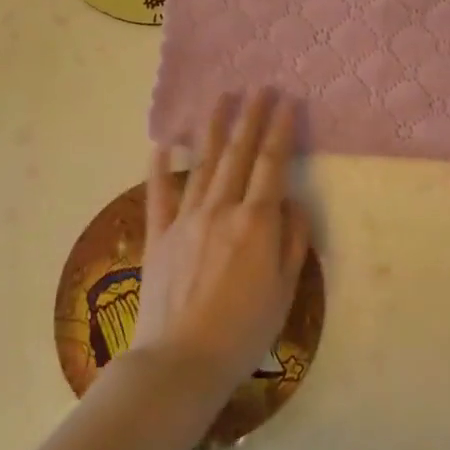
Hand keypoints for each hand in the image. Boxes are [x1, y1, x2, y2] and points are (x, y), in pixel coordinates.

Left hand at [132, 89, 311, 396]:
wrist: (181, 361)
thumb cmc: (243, 331)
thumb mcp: (284, 289)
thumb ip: (291, 240)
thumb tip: (291, 203)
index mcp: (255, 223)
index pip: (272, 165)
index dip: (280, 131)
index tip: (285, 102)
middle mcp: (221, 210)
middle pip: (238, 154)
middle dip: (250, 117)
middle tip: (258, 87)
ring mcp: (185, 220)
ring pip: (203, 164)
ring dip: (214, 128)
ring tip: (221, 98)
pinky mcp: (158, 235)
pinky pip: (159, 194)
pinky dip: (160, 167)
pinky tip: (164, 142)